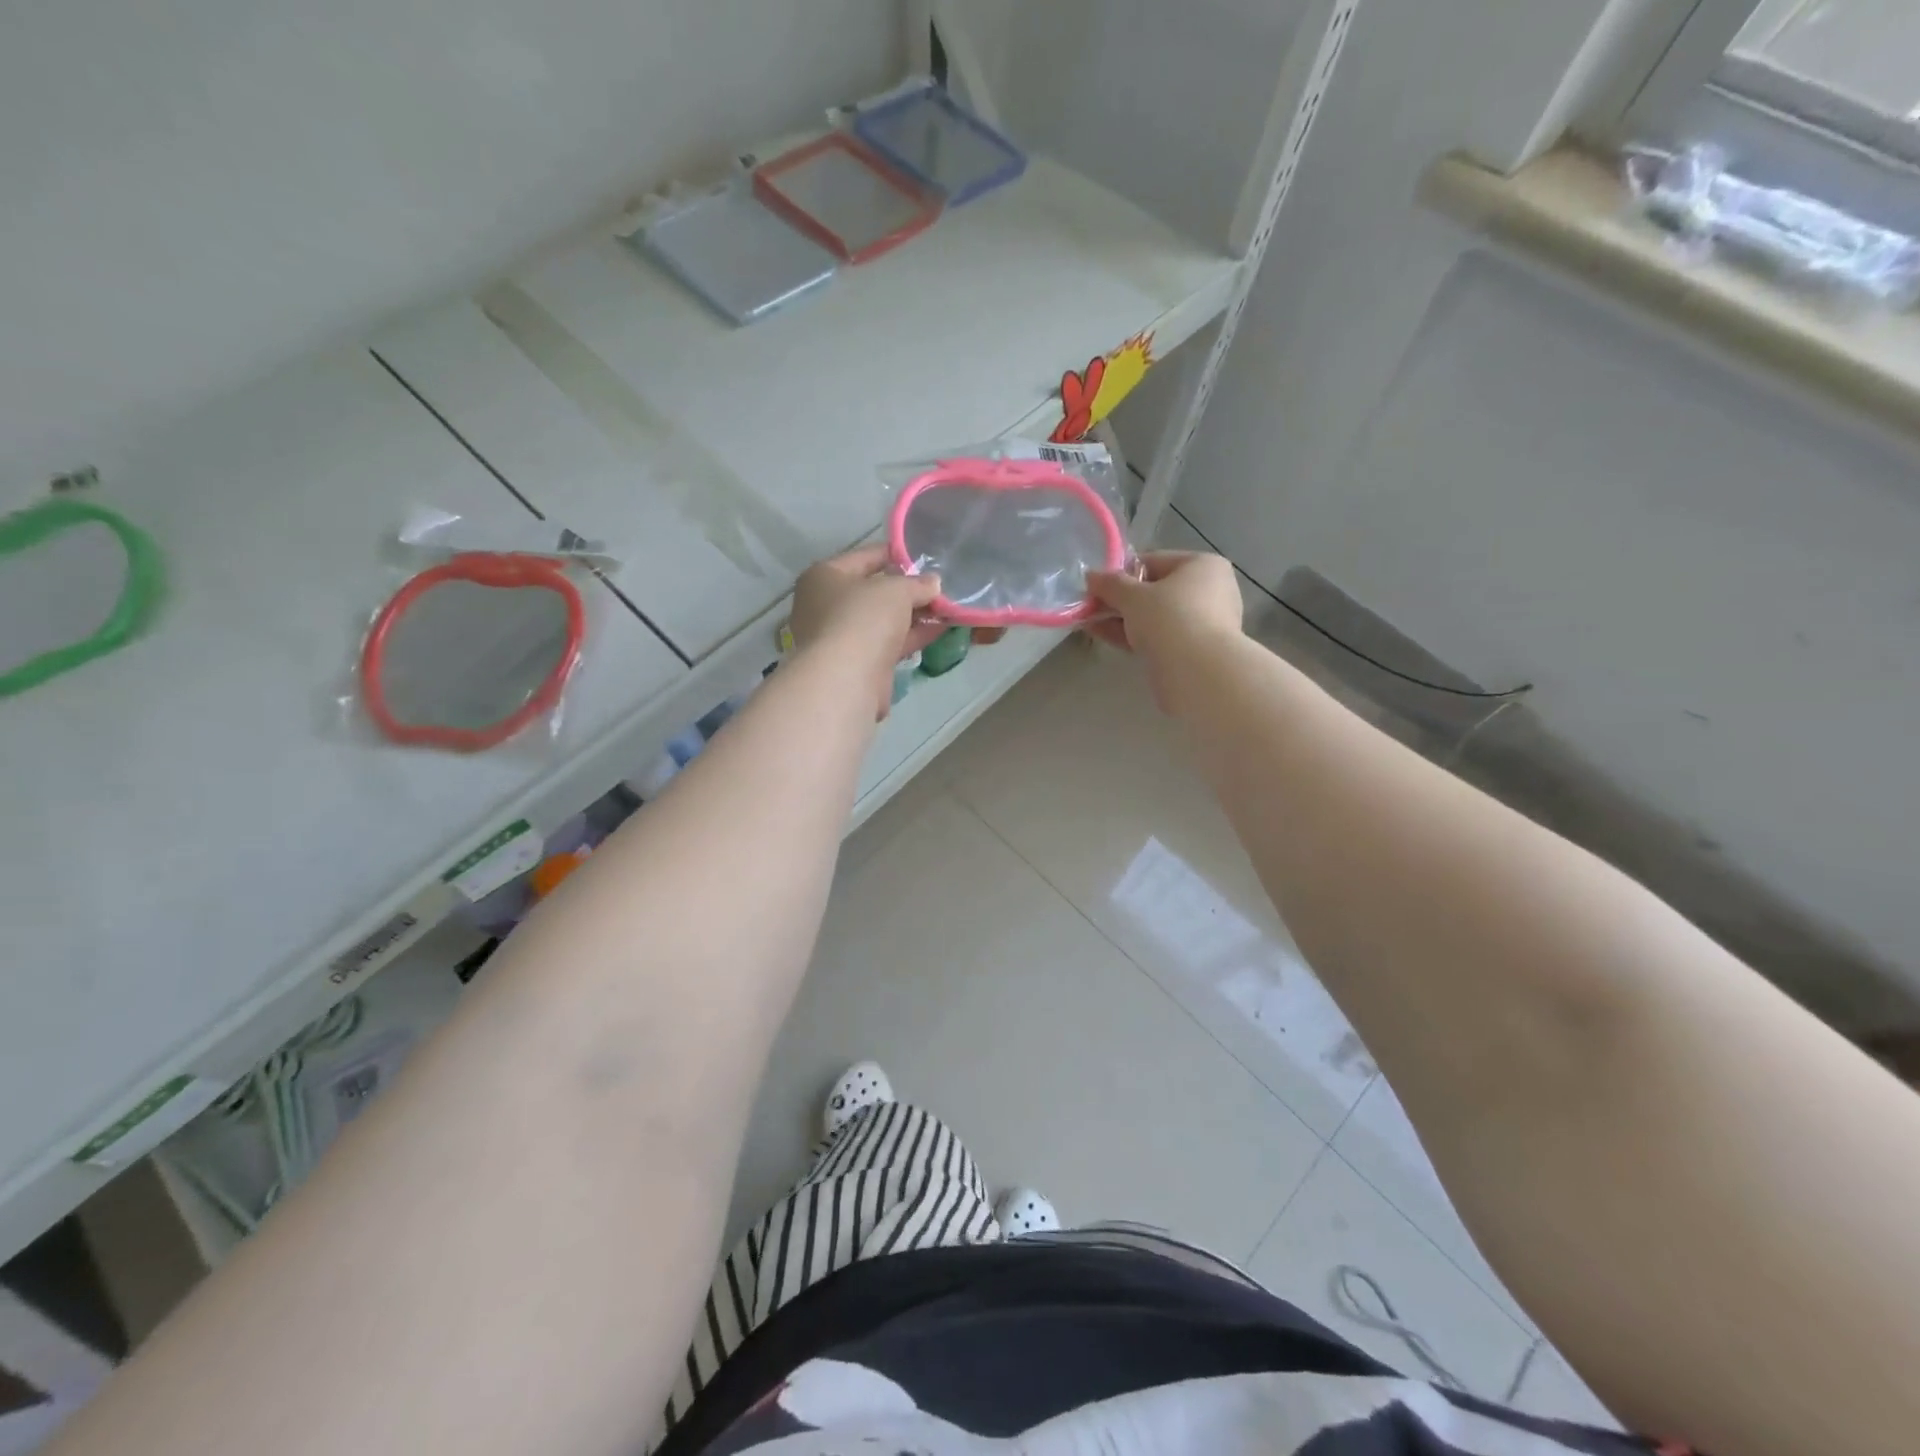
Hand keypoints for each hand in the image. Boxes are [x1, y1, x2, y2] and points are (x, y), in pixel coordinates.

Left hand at [789, 546, 1002, 717]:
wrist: (846, 679)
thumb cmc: (863, 618)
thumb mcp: (896, 590)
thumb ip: (917, 584)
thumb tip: (933, 583)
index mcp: (824, 577)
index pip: (864, 557)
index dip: (895, 554)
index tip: (924, 555)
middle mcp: (827, 605)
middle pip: (874, 591)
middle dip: (908, 589)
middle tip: (939, 585)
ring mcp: (842, 636)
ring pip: (884, 619)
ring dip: (914, 614)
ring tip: (947, 606)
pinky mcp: (859, 663)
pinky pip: (890, 642)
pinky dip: (912, 635)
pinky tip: (940, 628)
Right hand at [1084, 551, 1242, 704]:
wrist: (1197, 672)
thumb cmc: (1169, 618)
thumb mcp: (1132, 596)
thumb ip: (1110, 584)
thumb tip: (1091, 575)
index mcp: (1202, 565)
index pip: (1154, 561)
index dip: (1121, 573)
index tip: (1097, 586)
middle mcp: (1209, 590)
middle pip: (1154, 590)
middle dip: (1120, 599)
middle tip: (1090, 606)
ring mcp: (1204, 623)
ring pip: (1155, 616)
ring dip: (1121, 619)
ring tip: (1089, 622)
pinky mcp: (1194, 651)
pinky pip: (1158, 636)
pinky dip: (1133, 636)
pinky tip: (1104, 636)